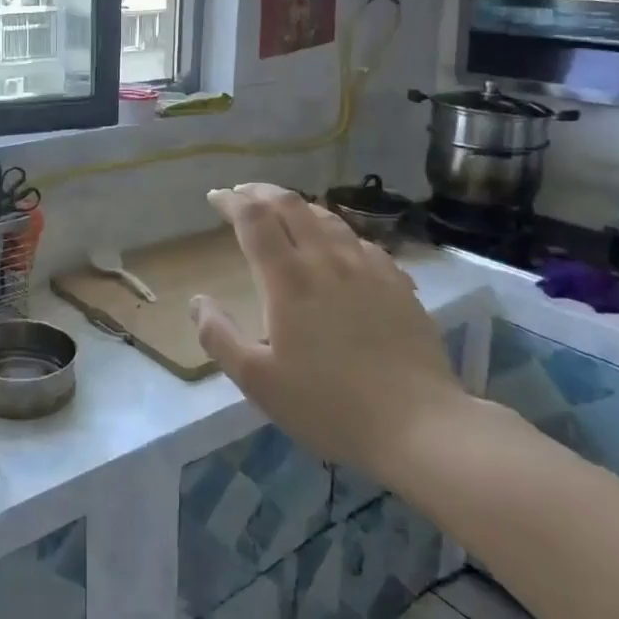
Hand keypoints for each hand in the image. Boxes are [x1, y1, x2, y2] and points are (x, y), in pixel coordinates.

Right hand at [191, 184, 466, 476]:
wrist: (420, 426)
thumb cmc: (329, 405)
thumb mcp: (258, 381)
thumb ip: (219, 337)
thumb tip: (197, 301)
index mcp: (287, 279)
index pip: (253, 218)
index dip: (231, 201)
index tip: (215, 197)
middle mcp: (326, 260)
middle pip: (290, 205)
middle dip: (261, 192)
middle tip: (243, 195)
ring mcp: (367, 268)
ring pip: (327, 217)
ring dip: (298, 206)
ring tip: (284, 211)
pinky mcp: (397, 283)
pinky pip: (360, 241)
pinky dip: (335, 232)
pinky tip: (337, 247)